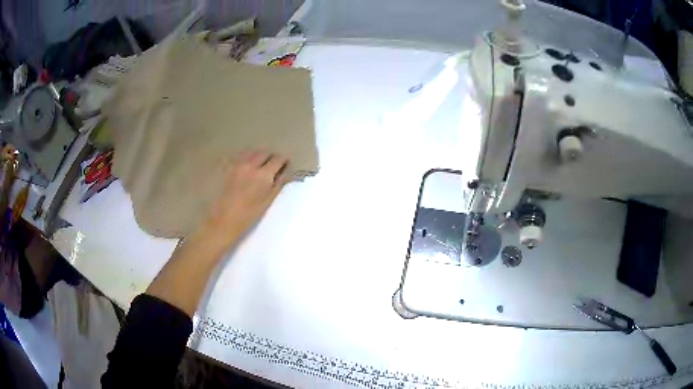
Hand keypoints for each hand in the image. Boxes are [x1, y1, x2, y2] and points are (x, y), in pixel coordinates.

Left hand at [200, 150, 289, 249]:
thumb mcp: (268, 201)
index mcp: (263, 175)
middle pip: (265, 152)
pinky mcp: (228, 167)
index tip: (285, 166)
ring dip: (259, 155)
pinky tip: (247, 167)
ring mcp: (238, 165)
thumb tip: (283, 173)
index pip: (278, 159)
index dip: (284, 161)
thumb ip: (277, 185)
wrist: (224, 219)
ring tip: (260, 164)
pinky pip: (240, 156)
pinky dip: (247, 158)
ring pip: (252, 152)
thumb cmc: (248, 215)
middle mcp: (251, 165)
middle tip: (273, 166)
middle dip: (271, 157)